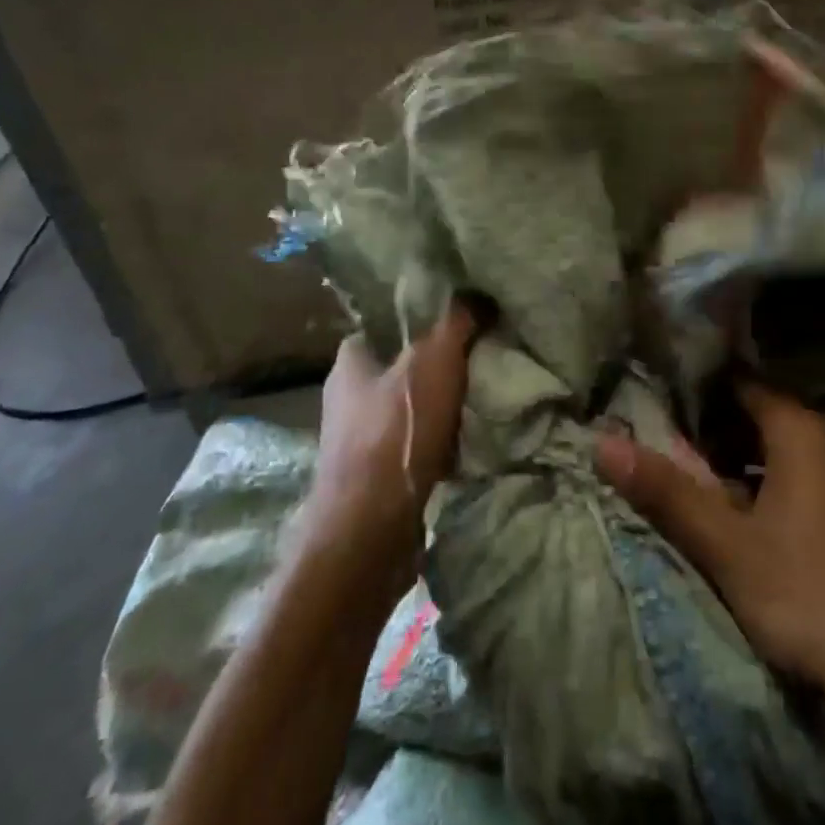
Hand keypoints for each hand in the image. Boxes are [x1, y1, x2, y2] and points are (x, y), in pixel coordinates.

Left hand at [306, 301, 480, 586]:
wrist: (371, 529)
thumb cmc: (398, 431)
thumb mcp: (436, 360)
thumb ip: (456, 322)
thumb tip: (478, 295)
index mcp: (350, 361)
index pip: (384, 325)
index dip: (418, 320)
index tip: (455, 321)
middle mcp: (346, 397)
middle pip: (399, 367)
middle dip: (435, 366)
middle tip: (476, 359)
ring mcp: (356, 440)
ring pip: (407, 408)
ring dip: (439, 407)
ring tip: (477, 401)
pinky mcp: (372, 476)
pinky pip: (411, 445)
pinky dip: (436, 444)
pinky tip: (463, 446)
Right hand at [594, 381, 824, 708]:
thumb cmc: (810, 594)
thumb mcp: (727, 545)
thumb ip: (665, 491)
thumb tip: (601, 442)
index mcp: (800, 429)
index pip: (737, 383)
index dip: (693, 388)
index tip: (648, 397)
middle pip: (754, 416)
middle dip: (706, 429)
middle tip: (653, 441)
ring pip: (774, 452)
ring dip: (731, 463)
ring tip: (681, 477)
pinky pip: (794, 479)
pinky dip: (759, 487)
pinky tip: (733, 516)